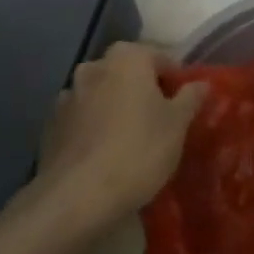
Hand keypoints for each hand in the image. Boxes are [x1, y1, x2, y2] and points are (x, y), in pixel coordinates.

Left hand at [32, 42, 203, 227]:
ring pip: (103, 94)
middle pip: (128, 73)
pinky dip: (95, 127)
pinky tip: (106, 153)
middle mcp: (94, 67)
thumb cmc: (138, 150)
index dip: (175, 80)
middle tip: (161, 121)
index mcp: (127, 58)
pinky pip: (83, 117)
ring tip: (132, 139)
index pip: (160, 57)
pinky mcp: (52, 124)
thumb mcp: (177, 125)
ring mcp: (68, 94)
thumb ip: (190, 98)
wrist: (78, 195)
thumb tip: (200, 83)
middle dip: (144, 91)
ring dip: (117, 107)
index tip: (184, 106)